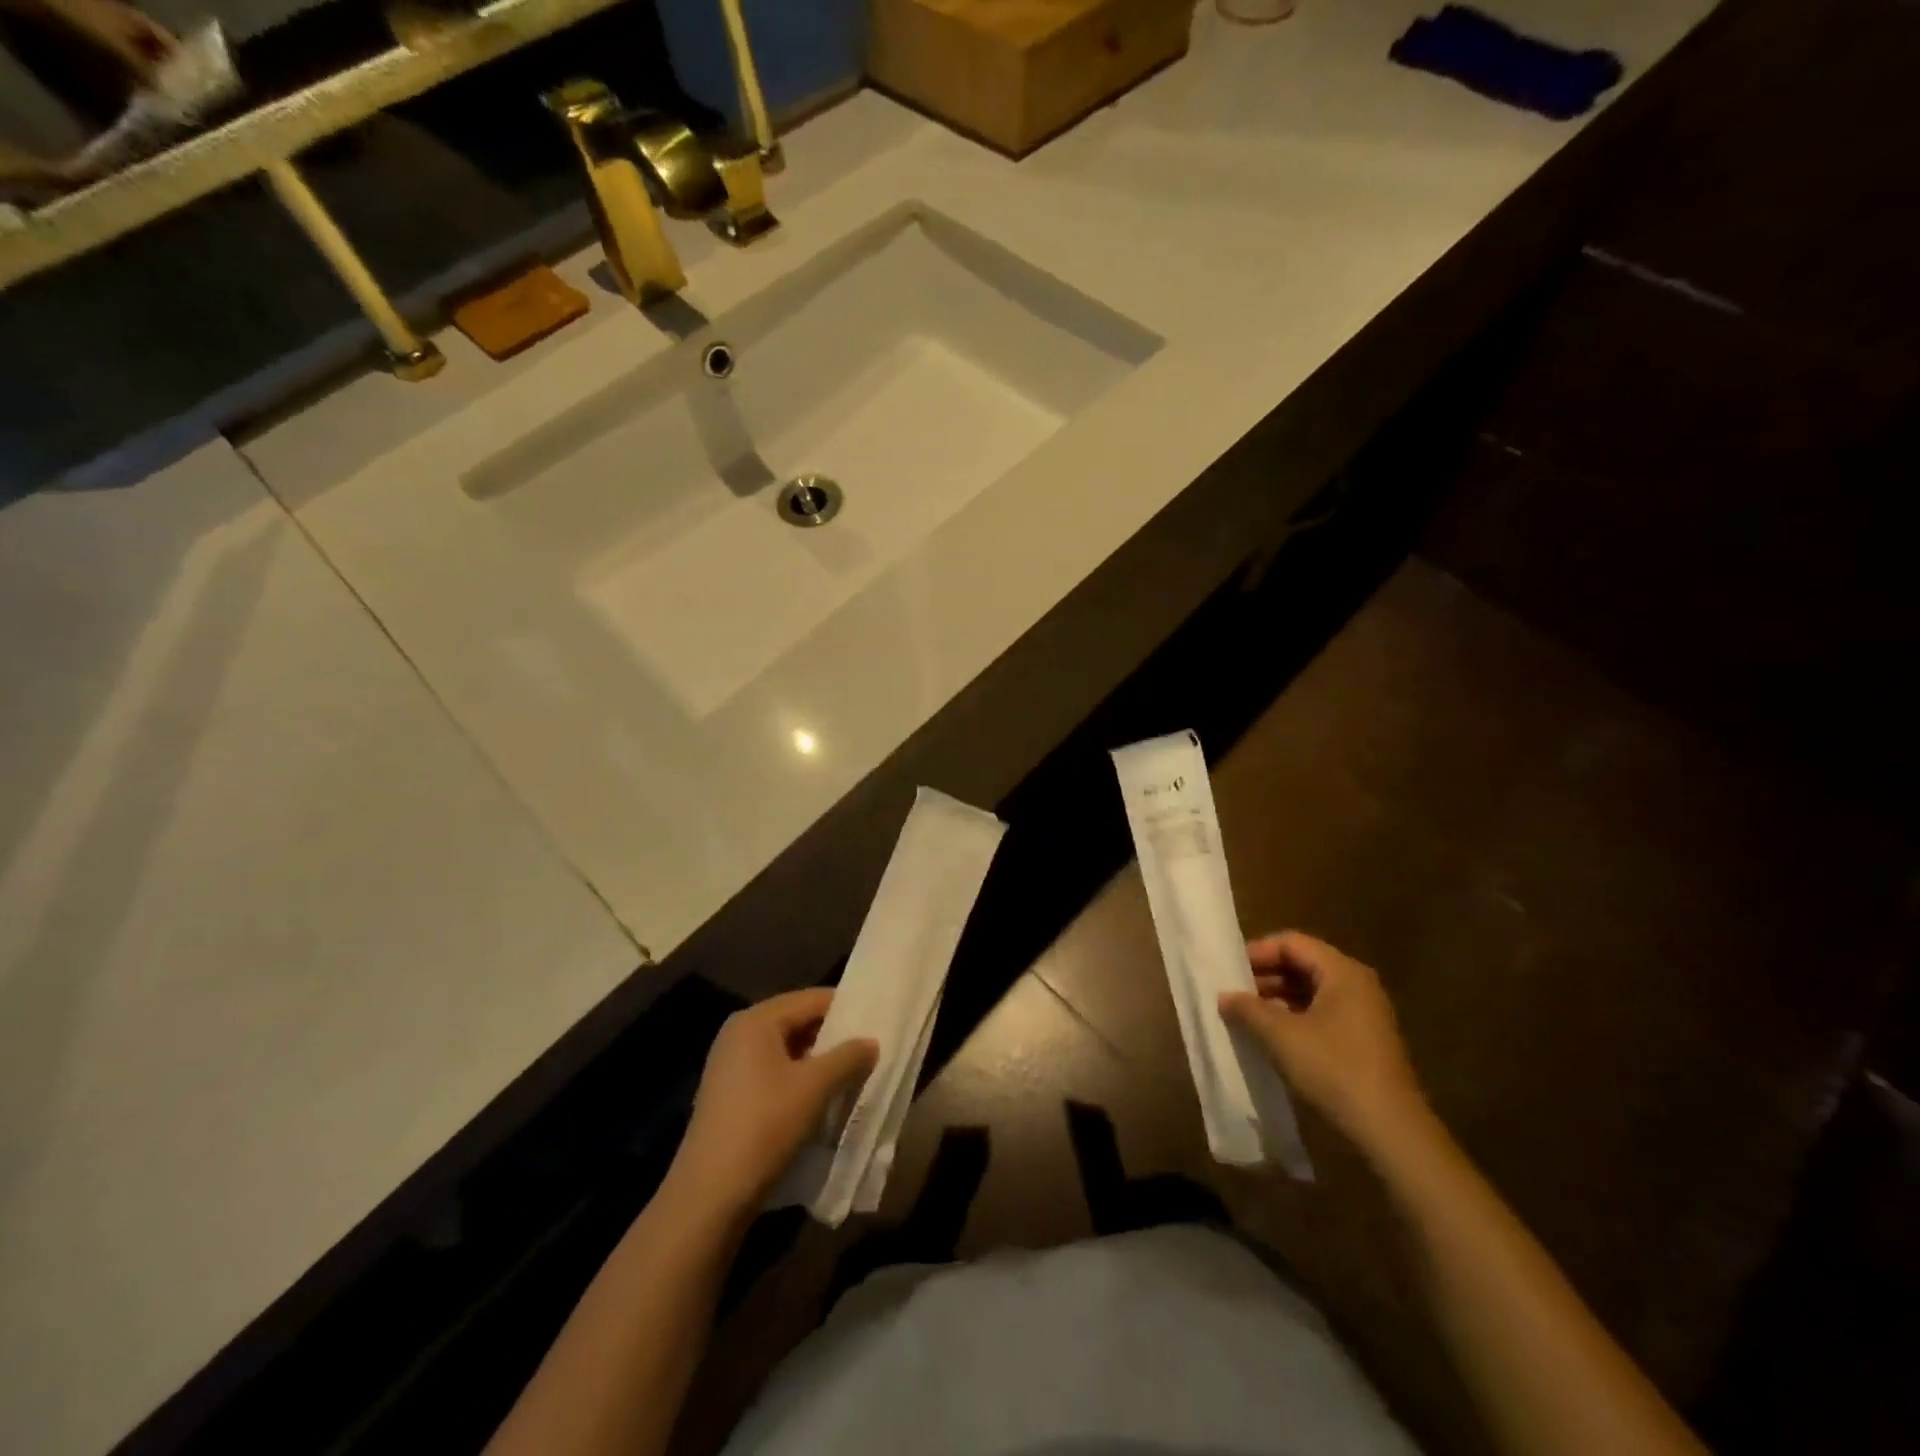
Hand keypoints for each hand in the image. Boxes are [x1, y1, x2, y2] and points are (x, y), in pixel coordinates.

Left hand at [667, 988, 877, 1217]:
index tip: (878, 1020)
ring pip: (787, 1050)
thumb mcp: (814, 1088)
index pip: (811, 999)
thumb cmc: (763, 1127)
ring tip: (853, 1074)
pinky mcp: (730, 1095)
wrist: (708, 1196)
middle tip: (870, 1048)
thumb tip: (871, 1042)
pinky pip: (774, 1073)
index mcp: (756, 1021)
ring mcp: (731, 1065)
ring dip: (819, 1061)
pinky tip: (823, 1098)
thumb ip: (847, 1057)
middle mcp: (739, 1034)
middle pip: (798, 1022)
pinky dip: (800, 1079)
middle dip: (834, 1036)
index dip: (846, 1007)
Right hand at [1220, 931, 1428, 1153]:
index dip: (1257, 952)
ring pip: (1311, 990)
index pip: (1291, 943)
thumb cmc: (1334, 1070)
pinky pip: (1321, 1013)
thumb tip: (1224, 996)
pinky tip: (1271, 1036)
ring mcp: (1363, 1013)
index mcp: (1342, 972)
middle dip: (1265, 976)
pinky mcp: (1363, 1039)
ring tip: (1245, 1015)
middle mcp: (1356, 984)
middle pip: (1302, 964)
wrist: (1390, 1131)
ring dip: (1277, 998)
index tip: (1229, 971)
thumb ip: (1247, 1009)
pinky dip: (1294, 1017)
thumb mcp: (1281, 1036)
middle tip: (1233, 993)